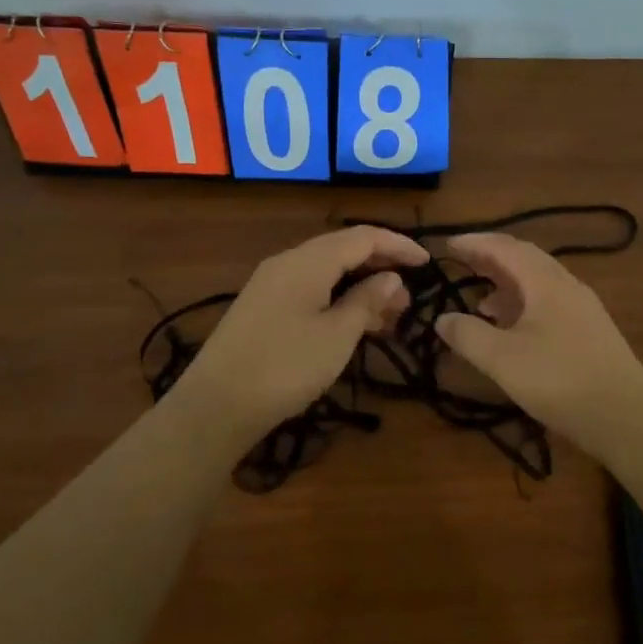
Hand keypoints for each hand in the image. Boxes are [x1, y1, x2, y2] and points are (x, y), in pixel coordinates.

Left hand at [168, 226, 429, 438]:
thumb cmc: (285, 367)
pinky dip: (338, 300)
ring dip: (360, 288)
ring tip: (389, 316)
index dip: (398, 245)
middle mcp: (287, 263)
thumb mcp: (337, 335)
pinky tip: (352, 326)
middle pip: (343, 251)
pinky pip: (310, 291)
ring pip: (326, 273)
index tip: (427, 263)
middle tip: (409, 298)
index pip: (362, 237)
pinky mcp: (262, 309)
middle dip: (380, 268)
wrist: (215, 406)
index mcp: (307, 261)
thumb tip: (391, 278)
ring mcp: (271, 286)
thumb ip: (367, 301)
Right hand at [434, 233, 642, 449]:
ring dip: (508, 285)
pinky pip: (550, 303)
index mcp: (546, 281)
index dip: (475, 243)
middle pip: (525, 260)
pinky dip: (524, 306)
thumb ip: (468, 335)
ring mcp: (583, 309)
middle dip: (492, 259)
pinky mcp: (590, 332)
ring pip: (539, 283)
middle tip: (462, 264)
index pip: (505, 248)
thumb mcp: (503, 359)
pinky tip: (514, 330)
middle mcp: (567, 286)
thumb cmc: (559, 380)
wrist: (626, 416)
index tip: (448, 244)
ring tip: (481, 301)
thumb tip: (442, 319)